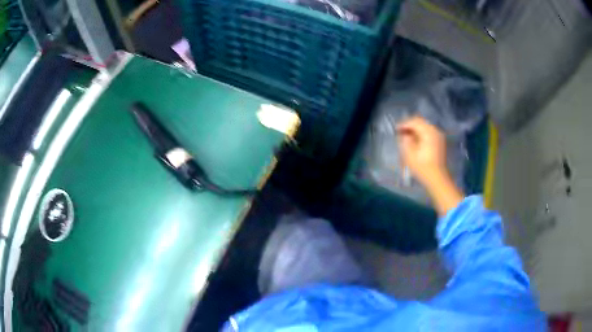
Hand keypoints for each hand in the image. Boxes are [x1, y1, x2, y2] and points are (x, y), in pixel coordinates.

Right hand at [397, 116, 462, 214]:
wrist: (437, 179)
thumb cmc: (422, 167)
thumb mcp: (409, 154)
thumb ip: (405, 140)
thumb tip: (405, 135)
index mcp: (428, 132)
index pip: (414, 122)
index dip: (403, 124)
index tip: (395, 129)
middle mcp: (435, 131)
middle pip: (420, 122)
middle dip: (410, 126)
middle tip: (400, 132)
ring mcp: (439, 137)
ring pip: (425, 127)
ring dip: (415, 130)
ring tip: (407, 137)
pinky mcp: (440, 143)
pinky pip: (429, 133)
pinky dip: (421, 135)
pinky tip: (415, 141)